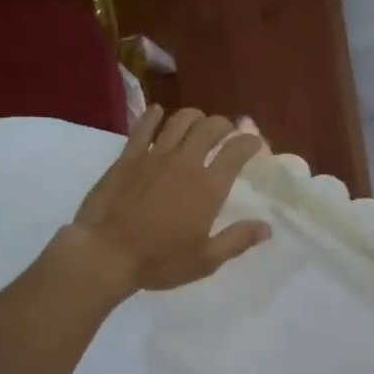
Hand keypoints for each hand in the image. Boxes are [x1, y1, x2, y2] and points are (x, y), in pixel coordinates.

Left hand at [65, 105, 270, 296]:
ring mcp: (154, 156)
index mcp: (209, 187)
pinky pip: (143, 127)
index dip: (250, 143)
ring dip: (194, 117)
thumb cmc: (159, 260)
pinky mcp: (128, 157)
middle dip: (223, 125)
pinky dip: (154, 116)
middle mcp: (185, 163)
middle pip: (210, 128)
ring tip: (198, 122)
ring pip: (180, 121)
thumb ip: (237, 240)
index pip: (236, 152)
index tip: (254, 144)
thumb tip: (266, 227)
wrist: (106, 252)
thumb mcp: (205, 260)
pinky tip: (158, 112)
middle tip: (227, 131)